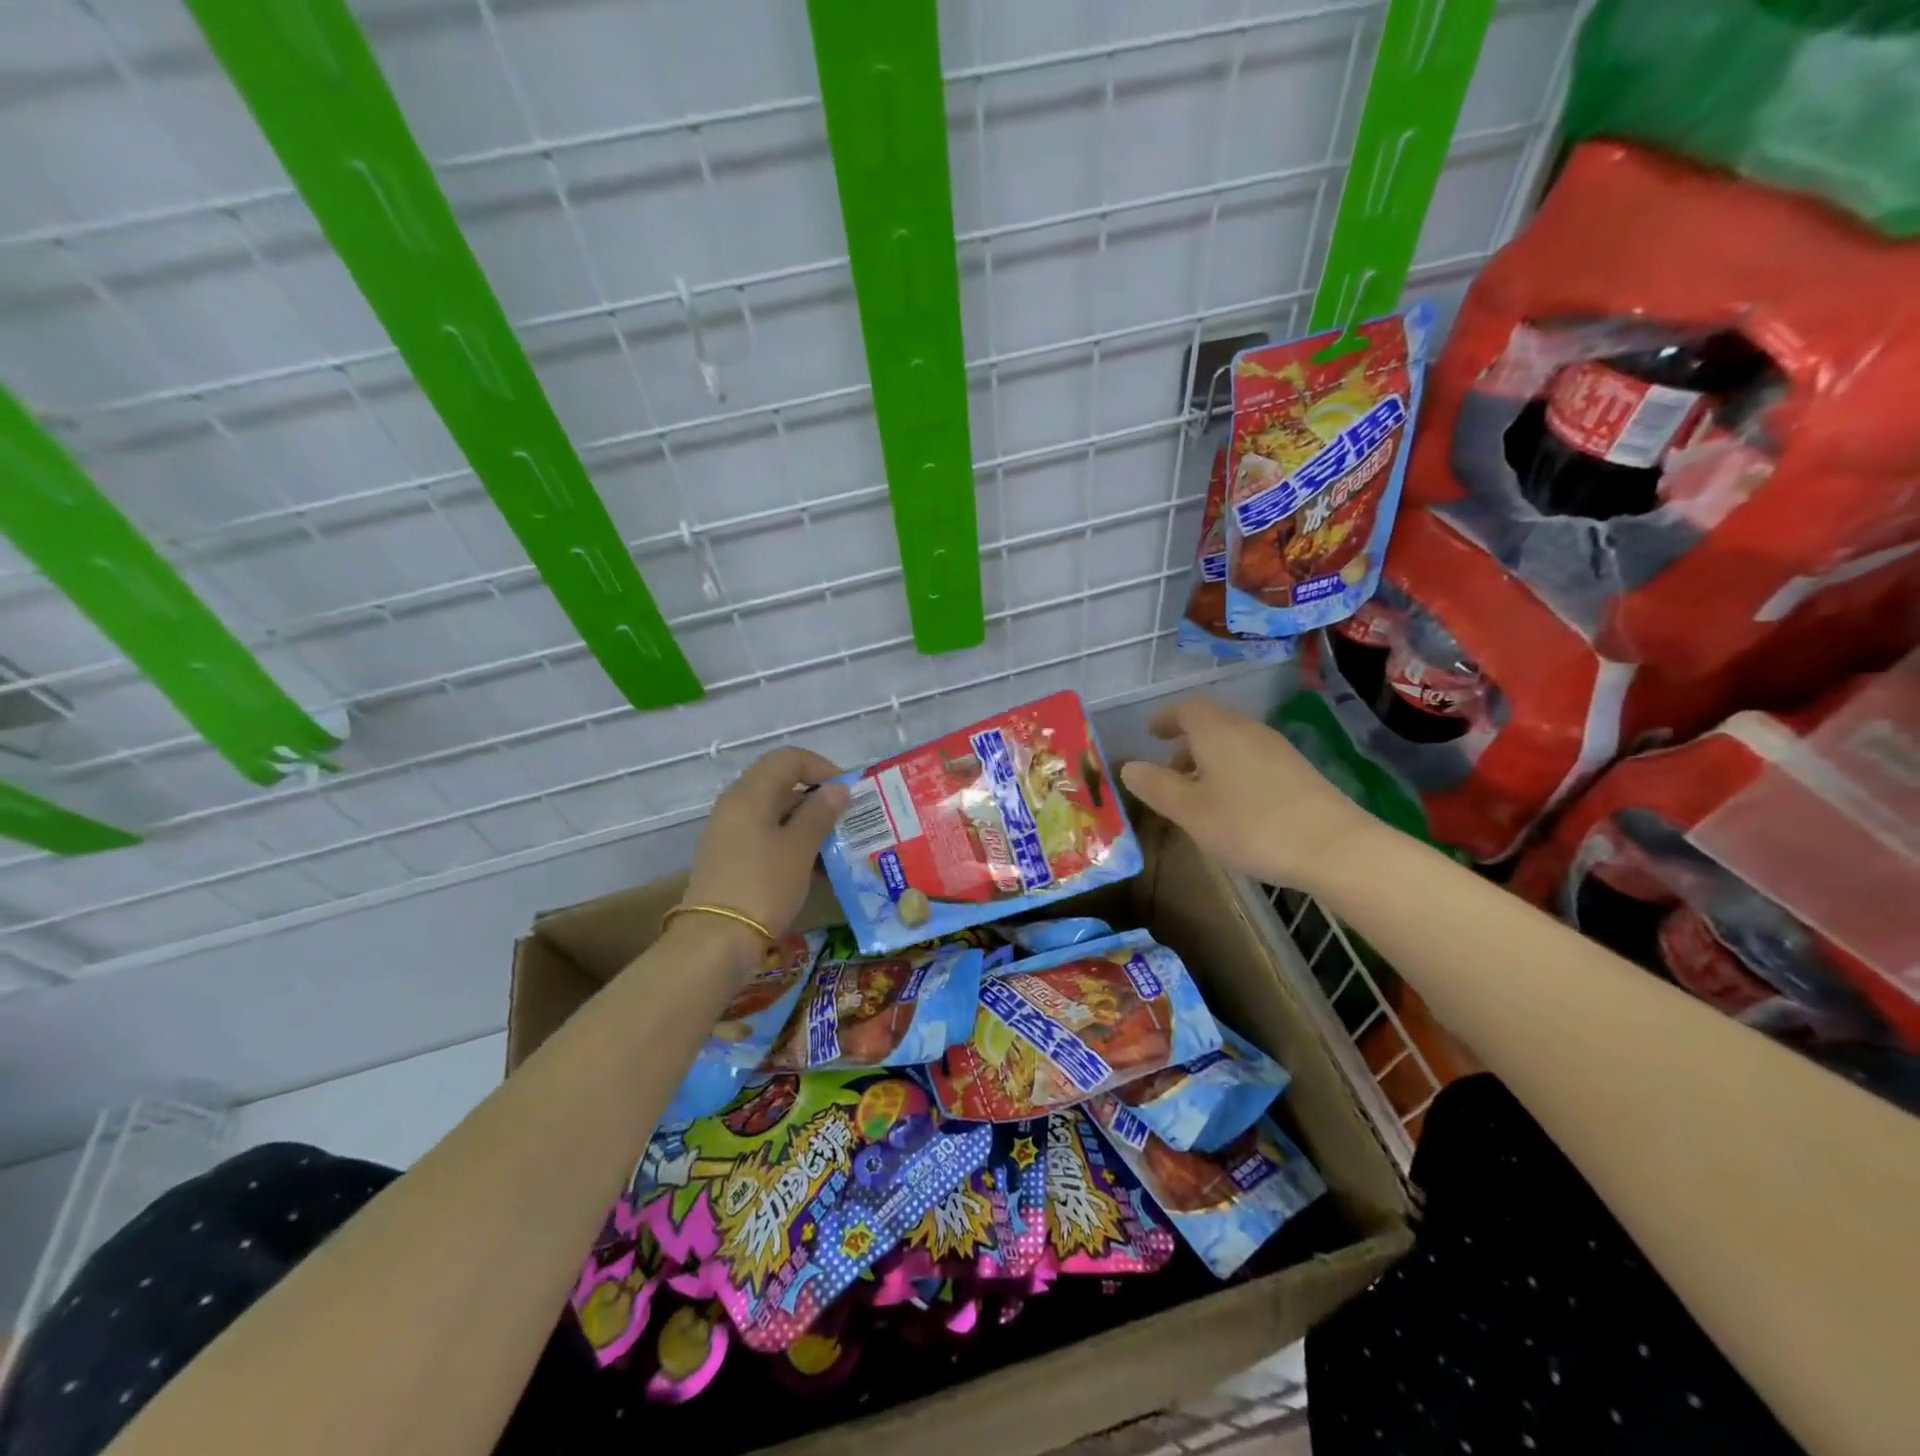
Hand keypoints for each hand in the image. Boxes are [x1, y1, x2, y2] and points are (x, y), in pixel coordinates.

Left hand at [682, 747, 848, 959]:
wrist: (715, 941)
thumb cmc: (763, 885)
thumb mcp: (800, 848)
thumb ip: (820, 813)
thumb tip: (838, 789)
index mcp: (750, 794)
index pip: (789, 759)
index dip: (822, 768)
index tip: (847, 792)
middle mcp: (735, 806)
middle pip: (781, 785)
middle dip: (818, 799)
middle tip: (847, 821)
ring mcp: (729, 834)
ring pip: (776, 815)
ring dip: (808, 825)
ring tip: (837, 848)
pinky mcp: (730, 859)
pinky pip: (767, 838)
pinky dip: (792, 845)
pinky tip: (816, 868)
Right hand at [1118, 697, 1378, 891]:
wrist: (1333, 847)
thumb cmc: (1250, 825)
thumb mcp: (1189, 811)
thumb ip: (1155, 786)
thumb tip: (1129, 767)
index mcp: (1217, 731)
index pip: (1185, 709)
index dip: (1165, 719)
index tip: (1150, 734)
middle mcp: (1247, 730)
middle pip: (1210, 724)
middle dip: (1184, 743)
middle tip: (1166, 772)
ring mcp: (1277, 749)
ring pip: (1232, 743)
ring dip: (1207, 760)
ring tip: (1195, 794)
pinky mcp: (1297, 771)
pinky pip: (1251, 759)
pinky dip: (1230, 771)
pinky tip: (1232, 806)